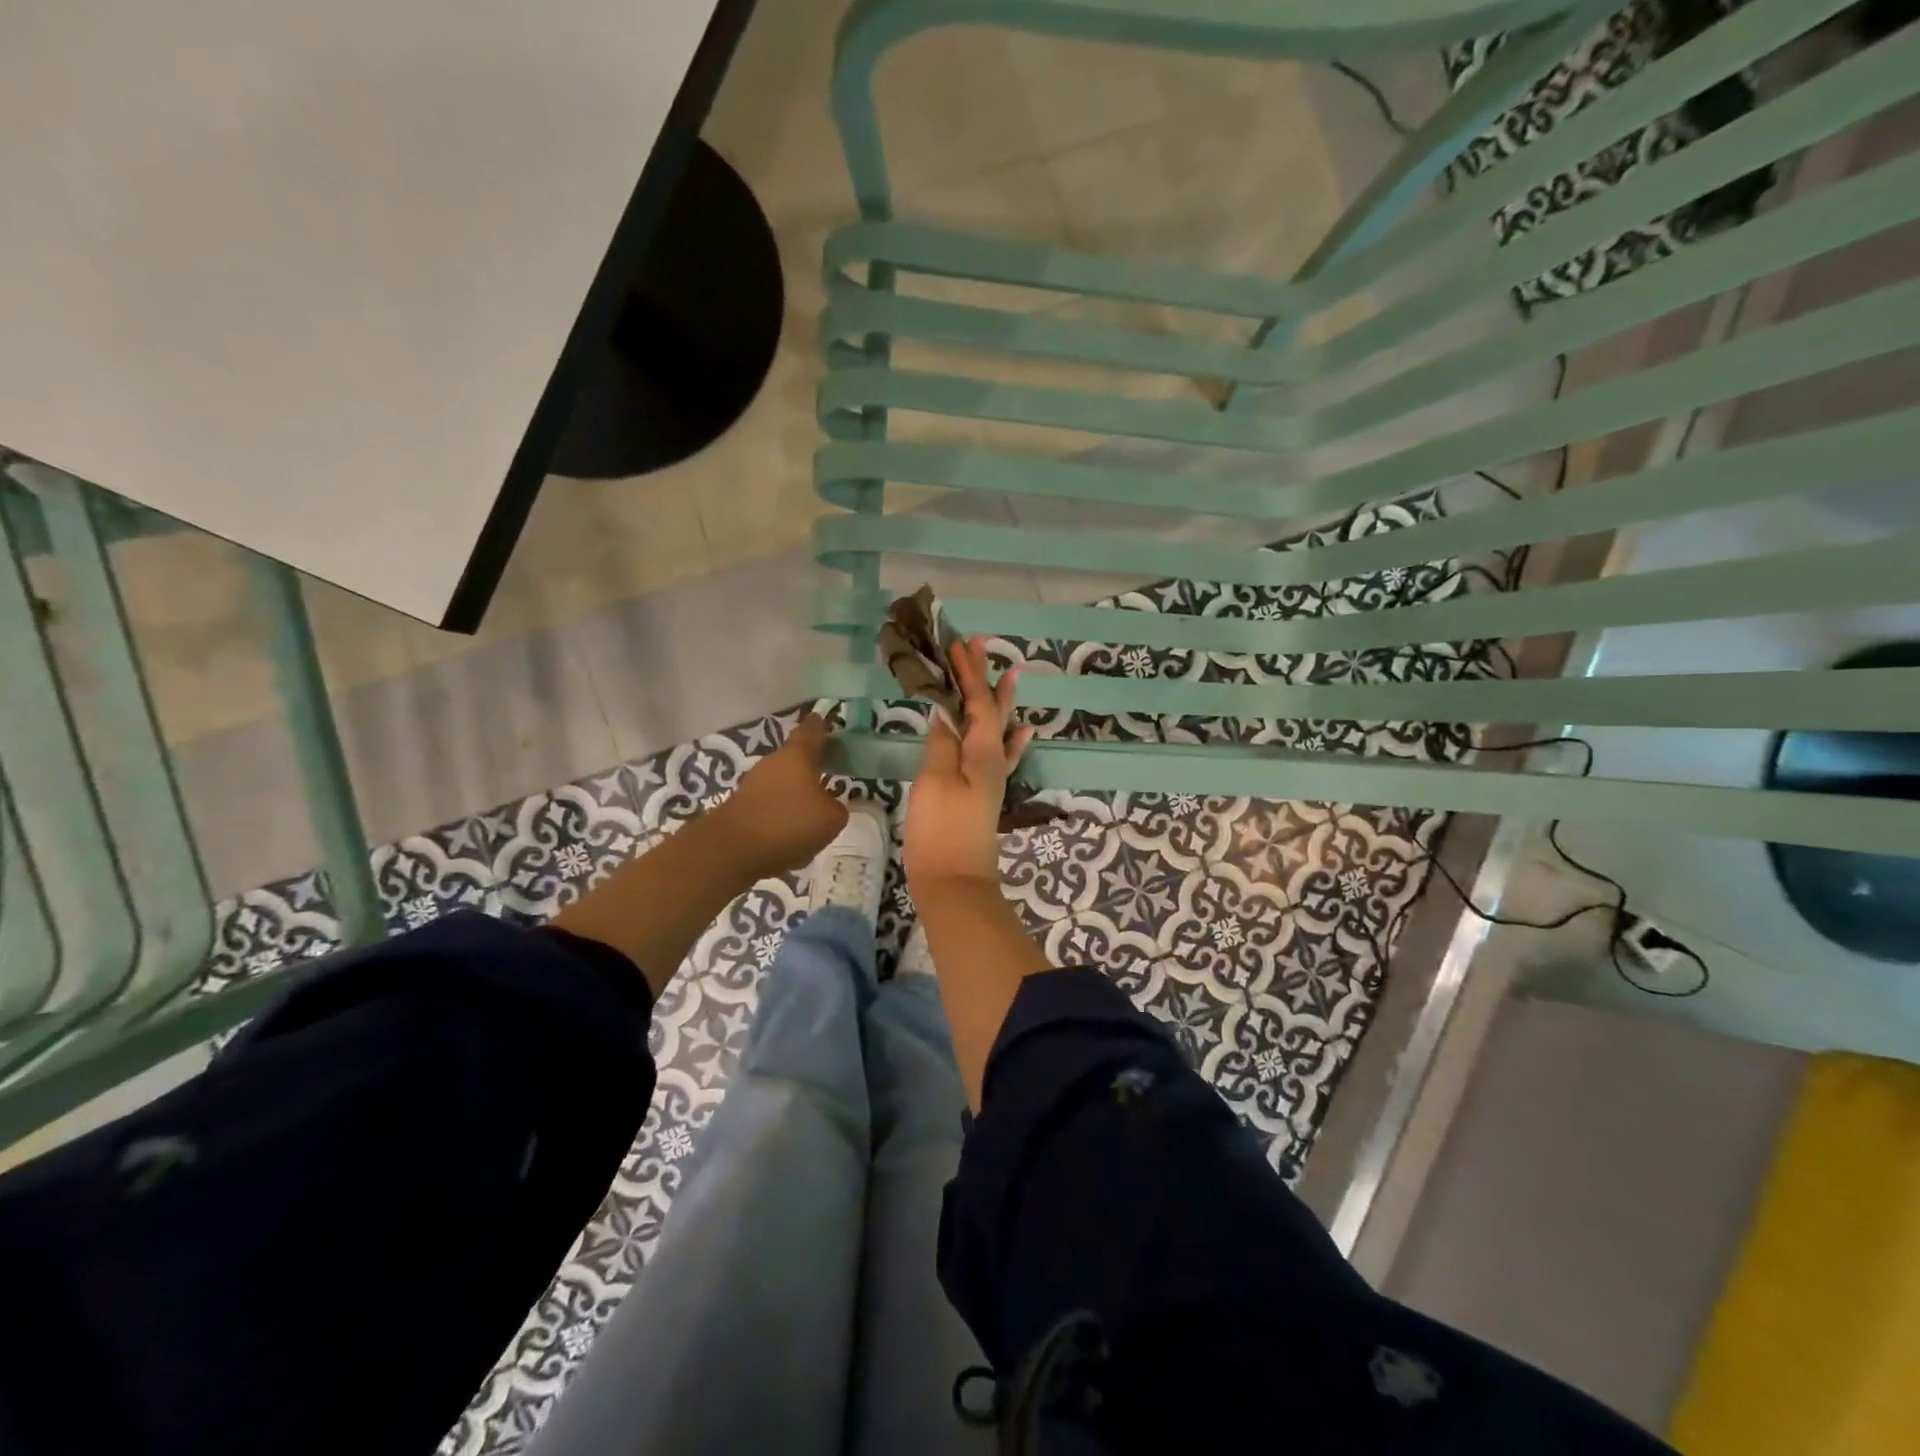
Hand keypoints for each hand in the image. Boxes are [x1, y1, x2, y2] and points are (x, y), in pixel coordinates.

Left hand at [713, 715, 847, 877]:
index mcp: (797, 756)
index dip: (821, 725)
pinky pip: (771, 806)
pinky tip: (792, 836)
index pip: (811, 731)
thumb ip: (837, 807)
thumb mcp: (831, 819)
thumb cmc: (789, 823)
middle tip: (831, 770)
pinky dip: (783, 815)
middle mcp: (772, 763)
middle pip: (795, 758)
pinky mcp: (742, 808)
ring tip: (814, 810)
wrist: (732, 850)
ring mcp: (753, 785)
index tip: (826, 721)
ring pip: (782, 783)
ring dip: (797, 792)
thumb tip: (829, 805)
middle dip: (812, 764)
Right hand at [905, 637, 1033, 893]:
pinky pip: (1002, 756)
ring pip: (998, 729)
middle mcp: (993, 760)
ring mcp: (991, 778)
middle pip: (990, 711)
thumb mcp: (934, 782)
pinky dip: (1011, 740)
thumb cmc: (940, 830)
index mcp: (982, 752)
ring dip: (998, 702)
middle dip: (983, 678)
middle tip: (979, 646)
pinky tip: (1022, 734)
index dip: (968, 673)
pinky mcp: (984, 794)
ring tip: (1010, 677)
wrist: (953, 881)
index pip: (977, 702)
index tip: (960, 643)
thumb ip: (943, 746)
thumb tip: (947, 717)